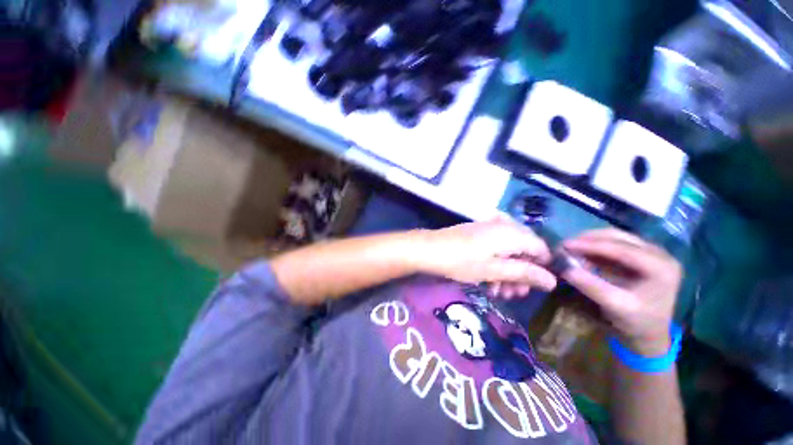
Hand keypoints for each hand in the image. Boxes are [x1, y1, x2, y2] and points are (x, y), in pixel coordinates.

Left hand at [419, 217, 556, 294]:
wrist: (429, 249)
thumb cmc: (462, 261)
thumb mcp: (495, 270)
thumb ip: (524, 273)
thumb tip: (552, 281)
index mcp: (512, 232)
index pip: (541, 249)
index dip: (542, 268)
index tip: (534, 287)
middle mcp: (504, 226)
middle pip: (524, 250)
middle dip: (521, 274)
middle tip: (514, 294)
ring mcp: (489, 228)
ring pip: (509, 251)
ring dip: (507, 272)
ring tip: (499, 292)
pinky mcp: (478, 233)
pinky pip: (495, 248)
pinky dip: (495, 264)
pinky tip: (488, 281)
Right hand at [561, 229, 682, 355]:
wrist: (651, 334)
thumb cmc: (637, 322)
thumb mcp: (614, 306)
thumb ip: (591, 285)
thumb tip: (564, 268)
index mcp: (660, 267)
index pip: (621, 248)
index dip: (590, 244)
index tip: (564, 244)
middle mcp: (660, 254)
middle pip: (620, 237)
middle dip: (589, 239)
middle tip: (565, 245)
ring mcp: (654, 253)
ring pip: (617, 237)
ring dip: (592, 240)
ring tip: (572, 247)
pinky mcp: (644, 255)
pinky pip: (618, 244)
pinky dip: (598, 246)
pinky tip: (584, 252)